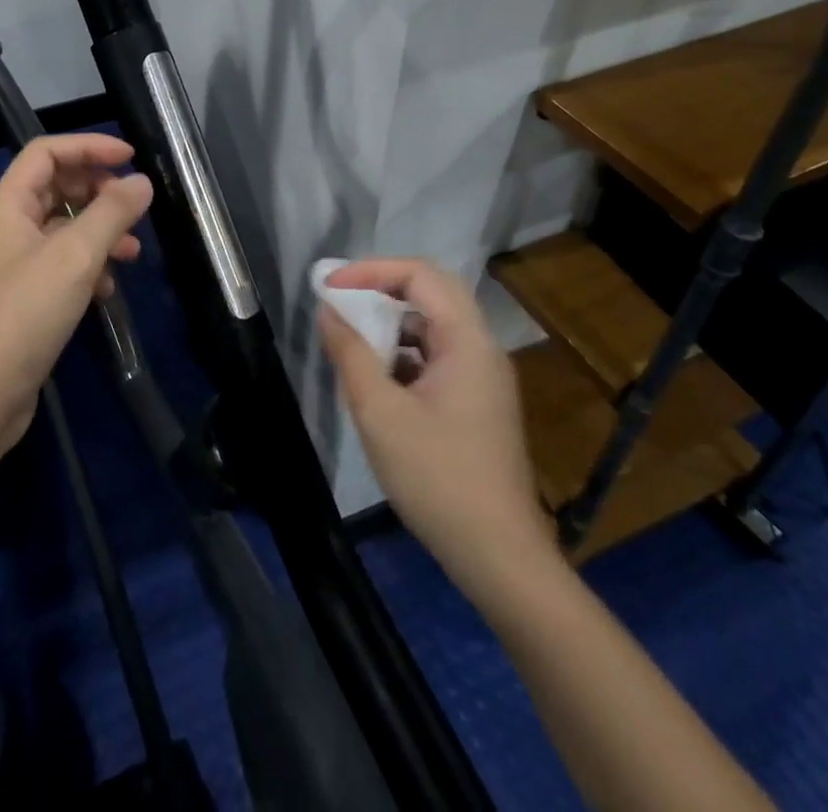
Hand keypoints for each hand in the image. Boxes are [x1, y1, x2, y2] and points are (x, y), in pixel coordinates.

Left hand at [0, 134, 152, 461]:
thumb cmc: (24, 314)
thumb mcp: (75, 257)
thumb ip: (111, 213)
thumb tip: (142, 182)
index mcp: (8, 205)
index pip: (47, 152)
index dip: (88, 146)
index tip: (130, 157)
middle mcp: (8, 226)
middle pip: (56, 186)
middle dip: (98, 191)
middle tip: (134, 205)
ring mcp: (16, 262)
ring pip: (64, 227)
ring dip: (100, 231)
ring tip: (134, 251)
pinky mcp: (26, 295)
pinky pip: (63, 263)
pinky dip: (89, 266)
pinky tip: (109, 288)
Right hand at [320, 258, 555, 593]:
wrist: (499, 556)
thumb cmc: (437, 477)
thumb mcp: (380, 412)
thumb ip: (351, 353)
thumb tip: (328, 311)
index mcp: (467, 341)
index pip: (421, 275)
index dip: (372, 270)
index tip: (330, 287)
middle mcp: (482, 349)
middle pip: (431, 293)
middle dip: (381, 289)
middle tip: (339, 298)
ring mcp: (483, 378)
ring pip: (433, 327)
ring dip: (390, 324)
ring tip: (351, 339)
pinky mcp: (477, 404)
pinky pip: (436, 357)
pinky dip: (403, 354)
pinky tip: (375, 380)